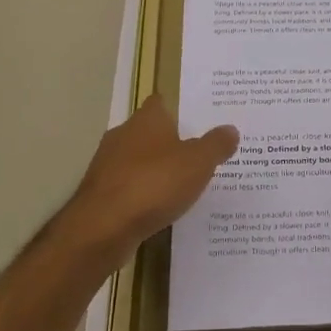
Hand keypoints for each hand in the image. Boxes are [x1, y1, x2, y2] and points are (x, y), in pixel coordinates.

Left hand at [48, 95, 237, 261]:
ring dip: (154, 170)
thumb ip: (216, 145)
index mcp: (147, 120)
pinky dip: (142, 194)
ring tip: (182, 184)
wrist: (103, 227)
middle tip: (197, 154)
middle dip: (169, 142)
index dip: (178, 110)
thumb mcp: (198, 162)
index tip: (197, 121)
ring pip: (136, 160)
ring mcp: (107, 165)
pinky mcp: (100, 194)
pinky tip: (159, 208)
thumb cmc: (154, 184)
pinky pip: (128, 187)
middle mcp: (123, 135)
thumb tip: (230, 129)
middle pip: (148, 132)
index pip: (161, 103)